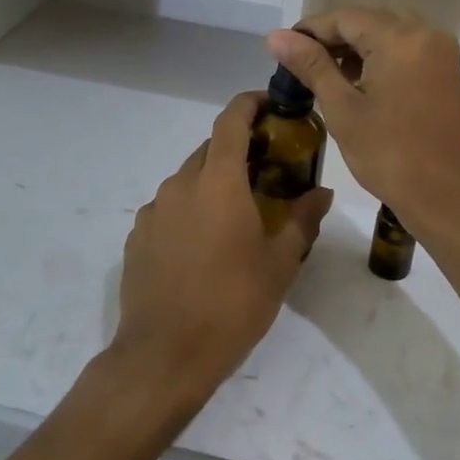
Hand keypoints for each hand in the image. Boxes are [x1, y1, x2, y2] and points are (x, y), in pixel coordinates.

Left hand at [113, 91, 332, 410]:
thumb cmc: (232, 305)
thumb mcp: (280, 264)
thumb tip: (322, 192)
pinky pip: (169, 209)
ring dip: (213, 183)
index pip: (231, 121)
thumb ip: (301, 220)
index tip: (270, 103)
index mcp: (218, 183)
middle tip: (267, 170)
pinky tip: (204, 245)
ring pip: (188, 180)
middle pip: (210, 149)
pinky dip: (190, 211)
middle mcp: (180, 186)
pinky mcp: (137, 237)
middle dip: (238, 149)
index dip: (250, 103)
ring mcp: (153, 211)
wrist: (165, 355)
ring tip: (237, 214)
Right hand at [267, 10, 459, 240]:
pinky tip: (355, 85)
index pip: (345, 17)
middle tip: (297, 66)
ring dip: (354, 52)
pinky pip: (405, 55)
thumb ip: (311, 66)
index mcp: (401, 38)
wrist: (449, 198)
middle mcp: (426, 35)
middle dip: (332, 41)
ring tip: (321, 77)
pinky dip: (378, 63)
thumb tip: (276, 36)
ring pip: (387, 38)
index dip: (310, 30)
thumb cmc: (391, 155)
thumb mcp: (343, 109)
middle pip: (368, 23)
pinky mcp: (446, 75)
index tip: (281, 49)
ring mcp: (440, 55)